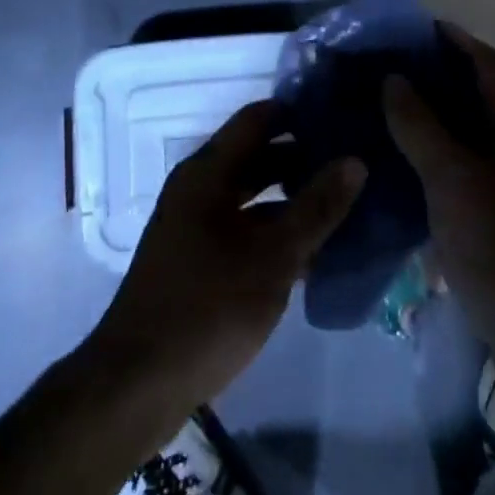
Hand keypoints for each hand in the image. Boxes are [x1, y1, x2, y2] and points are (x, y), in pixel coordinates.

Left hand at [84, 101, 365, 447]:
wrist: (138, 382)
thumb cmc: (207, 307)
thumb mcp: (272, 257)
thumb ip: (316, 208)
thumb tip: (355, 161)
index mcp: (207, 172)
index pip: (258, 119)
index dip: (299, 112)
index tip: (343, 116)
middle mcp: (198, 188)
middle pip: (256, 156)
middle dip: (303, 158)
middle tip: (355, 162)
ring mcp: (195, 225)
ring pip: (253, 197)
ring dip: (293, 199)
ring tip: (346, 204)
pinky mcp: (198, 260)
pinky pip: (245, 228)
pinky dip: (277, 232)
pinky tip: (316, 251)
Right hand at [383, 26, 494, 361]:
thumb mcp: (455, 182)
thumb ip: (422, 128)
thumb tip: (395, 81)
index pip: (490, 67)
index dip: (456, 41)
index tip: (415, 27)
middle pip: (481, 100)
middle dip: (438, 80)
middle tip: (385, 70)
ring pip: (471, 143)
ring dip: (433, 124)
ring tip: (384, 115)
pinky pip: (466, 180)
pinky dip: (435, 167)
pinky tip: (400, 176)